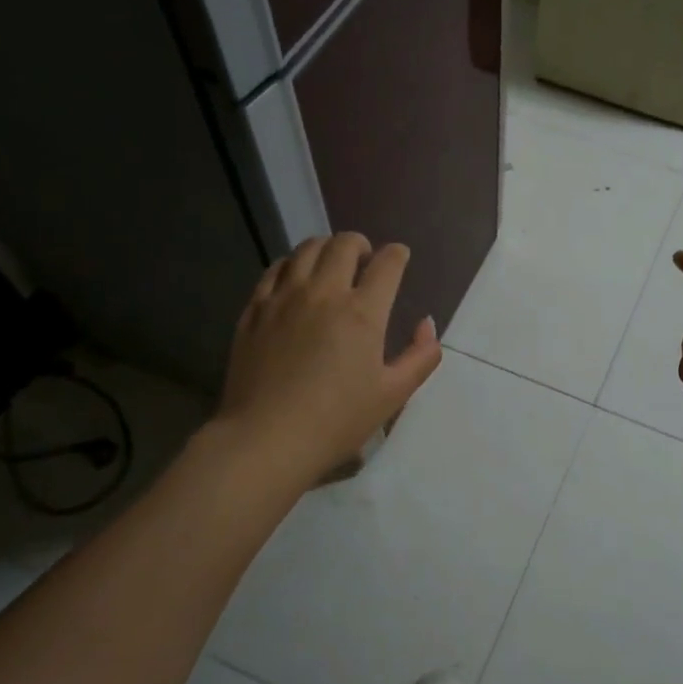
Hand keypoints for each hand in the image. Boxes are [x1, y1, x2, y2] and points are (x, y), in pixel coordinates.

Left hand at [218, 233, 441, 484]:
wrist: (267, 439)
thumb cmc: (337, 420)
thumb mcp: (393, 394)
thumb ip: (420, 356)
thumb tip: (426, 324)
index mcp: (363, 312)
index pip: (387, 264)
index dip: (397, 255)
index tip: (400, 258)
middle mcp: (324, 293)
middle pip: (344, 245)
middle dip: (361, 244)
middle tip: (366, 260)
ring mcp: (284, 298)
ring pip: (306, 249)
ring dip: (326, 248)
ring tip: (331, 263)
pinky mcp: (255, 310)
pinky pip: (274, 269)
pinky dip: (292, 264)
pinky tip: (295, 278)